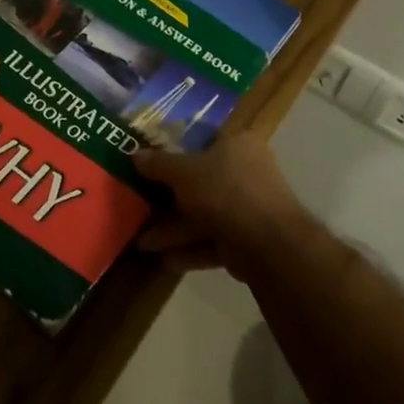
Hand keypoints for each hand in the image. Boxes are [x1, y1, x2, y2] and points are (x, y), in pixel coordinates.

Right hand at [132, 132, 318, 280]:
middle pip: (200, 183)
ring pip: (204, 216)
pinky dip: (190, 250)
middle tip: (140, 208)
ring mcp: (248, 208)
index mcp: (237, 145)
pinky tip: (165, 260)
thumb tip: (134, 154)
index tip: (148, 167)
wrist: (268, 244)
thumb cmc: (224, 191)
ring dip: (174, 230)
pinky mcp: (248, 240)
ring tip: (142, 244)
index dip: (174, 154)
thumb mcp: (184, 172)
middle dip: (168, 201)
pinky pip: (213, 241)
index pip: (202, 143)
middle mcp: (246, 173)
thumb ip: (158, 164)